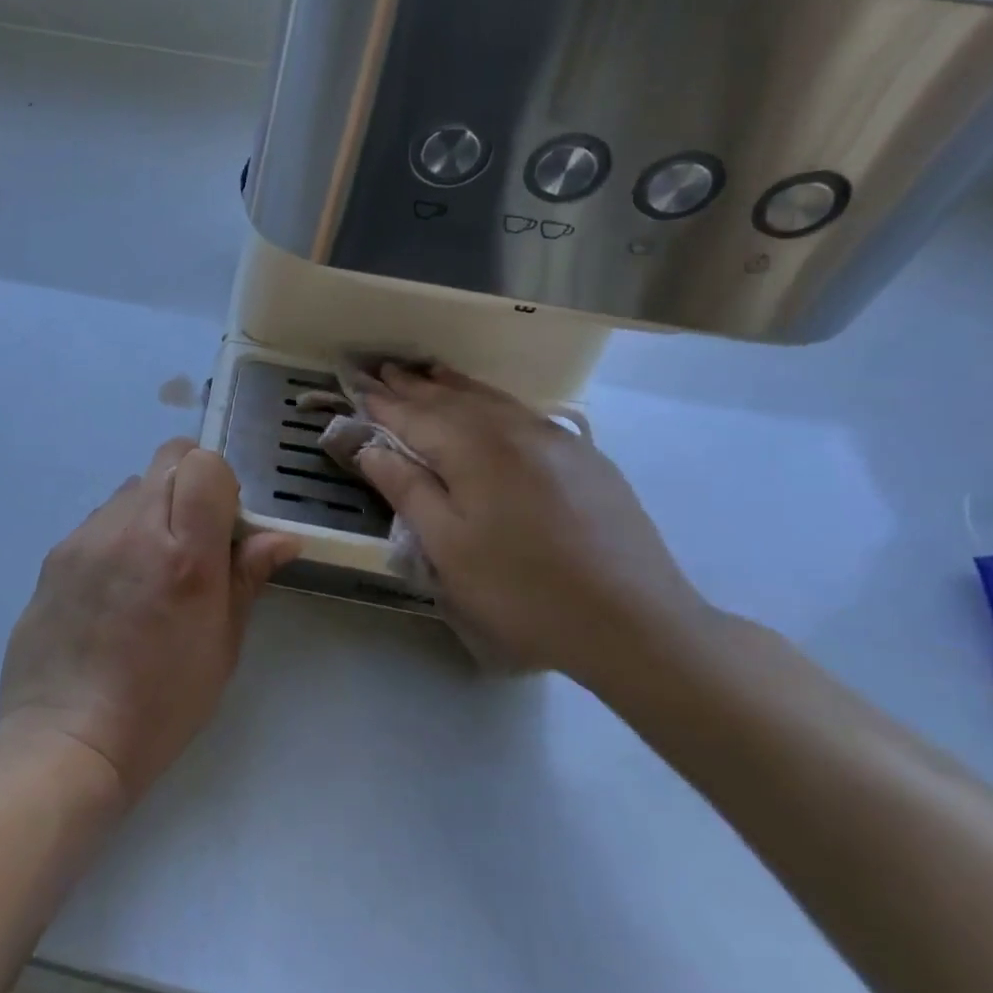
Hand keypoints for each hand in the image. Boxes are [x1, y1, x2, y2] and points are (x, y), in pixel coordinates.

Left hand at [0, 439, 299, 801]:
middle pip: (168, 458)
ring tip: (149, 565)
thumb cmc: (161, 704)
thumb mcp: (222, 647)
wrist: (67, 738)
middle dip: (190, 481)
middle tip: (193, 535)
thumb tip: (281, 538)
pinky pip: (99, 519)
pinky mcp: (56, 552)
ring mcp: (88, 536)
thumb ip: (247, 578)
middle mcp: (133, 528)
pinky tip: (114, 585)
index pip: (204, 464)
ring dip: (151, 507)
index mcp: (184, 554)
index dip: (221, 483)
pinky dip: (118, 533)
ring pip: (131, 486)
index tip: (224, 523)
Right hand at [350, 364, 708, 675]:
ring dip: (454, 386)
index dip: (383, 403)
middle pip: (453, 399)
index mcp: (475, 450)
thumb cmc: (522, 591)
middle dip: (414, 385)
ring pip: (492, 400)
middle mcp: (514, 430)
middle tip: (383, 368)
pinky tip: (488, 404)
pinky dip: (492, 401)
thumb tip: (371, 448)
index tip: (357, 384)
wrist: (635, 624)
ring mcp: (556, 440)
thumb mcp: (448, 547)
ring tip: (428, 371)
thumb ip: (407, 489)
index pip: (416, 416)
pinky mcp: (586, 457)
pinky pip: (523, 414)